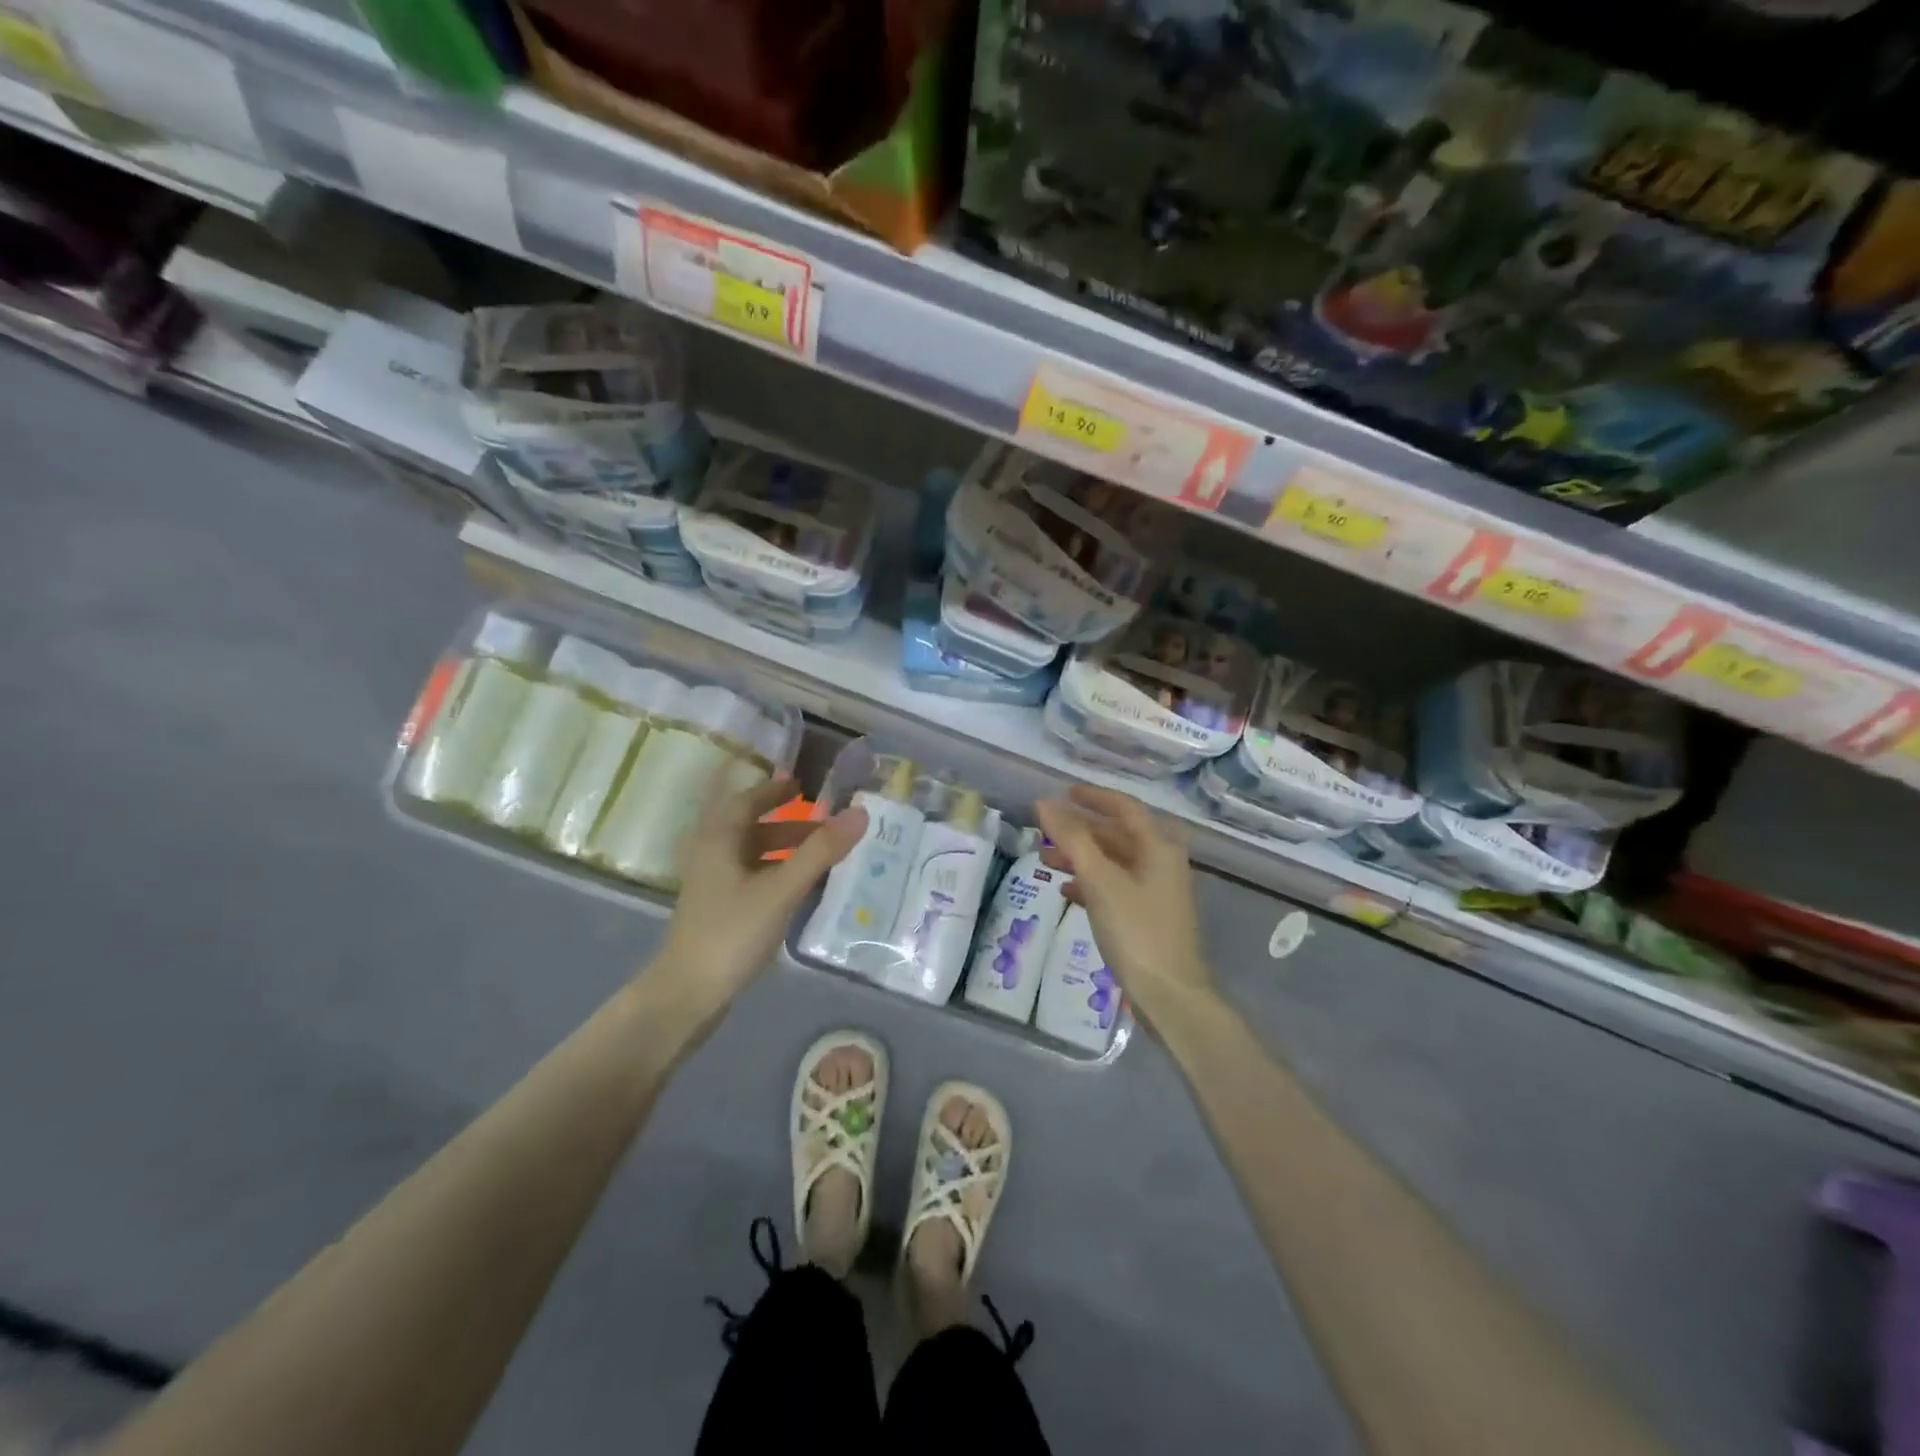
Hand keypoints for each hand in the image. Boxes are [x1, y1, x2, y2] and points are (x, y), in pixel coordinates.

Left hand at [650, 775, 866, 1013]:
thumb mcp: (780, 889)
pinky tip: (800, 888)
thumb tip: (859, 813)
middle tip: (825, 822)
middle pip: (751, 828)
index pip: (747, 801)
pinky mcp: (719, 911)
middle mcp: (712, 855)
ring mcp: (713, 886)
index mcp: (718, 840)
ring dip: (785, 849)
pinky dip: (778, 873)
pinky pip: (753, 878)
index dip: (774, 791)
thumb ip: (820, 852)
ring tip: (822, 855)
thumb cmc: (731, 932)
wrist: (687, 994)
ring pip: (753, 855)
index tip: (802, 784)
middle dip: (787, 822)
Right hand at [1034, 785, 1212, 1021]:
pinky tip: (1066, 890)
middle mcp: (1161, 862)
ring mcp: (1156, 891)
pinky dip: (1090, 883)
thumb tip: (1044, 803)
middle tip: (1045, 830)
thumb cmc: (1136, 930)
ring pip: (1113, 862)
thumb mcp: (1101, 880)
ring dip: (1081, 857)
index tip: (1062, 793)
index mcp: (1159, 847)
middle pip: (1117, 835)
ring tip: (1045, 861)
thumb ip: (1072, 839)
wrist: (1169, 995)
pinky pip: (1114, 887)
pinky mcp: (1147, 917)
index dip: (1093, 797)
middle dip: (1080, 831)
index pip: (1124, 807)